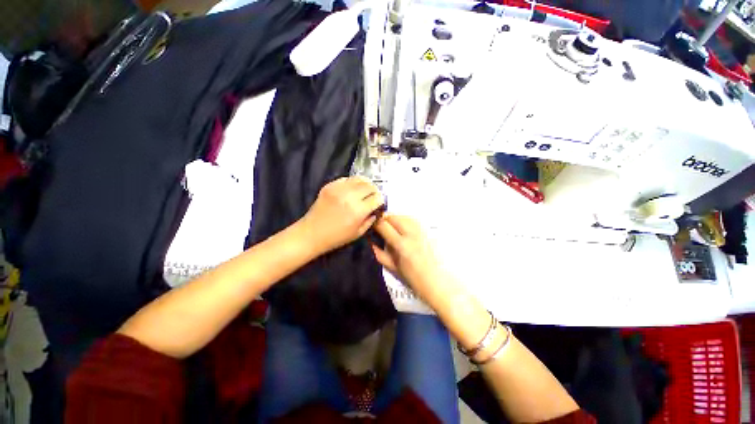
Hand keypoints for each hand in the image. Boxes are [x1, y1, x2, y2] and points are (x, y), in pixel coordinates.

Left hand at [298, 176, 383, 255]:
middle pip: (369, 186)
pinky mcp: (329, 186)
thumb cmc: (336, 237)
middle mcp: (350, 197)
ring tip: (364, 190)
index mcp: (358, 211)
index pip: (377, 198)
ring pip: (359, 179)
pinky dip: (353, 182)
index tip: (379, 203)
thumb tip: (376, 210)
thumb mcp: (358, 234)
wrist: (311, 233)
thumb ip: (370, 220)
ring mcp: (338, 189)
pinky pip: (346, 179)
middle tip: (373, 196)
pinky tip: (352, 189)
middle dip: (374, 190)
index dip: (380, 200)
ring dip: (365, 184)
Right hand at [372, 215, 447, 302]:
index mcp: (401, 245)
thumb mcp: (392, 267)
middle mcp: (412, 234)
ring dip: (395, 218)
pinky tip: (402, 227)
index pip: (384, 225)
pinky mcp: (428, 231)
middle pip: (394, 217)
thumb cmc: (413, 279)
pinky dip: (405, 220)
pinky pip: (413, 220)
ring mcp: (421, 231)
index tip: (371, 225)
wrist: (437, 282)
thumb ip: (379, 253)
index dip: (375, 223)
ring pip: (404, 216)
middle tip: (379, 225)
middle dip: (384, 218)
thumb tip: (371, 241)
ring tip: (390, 225)